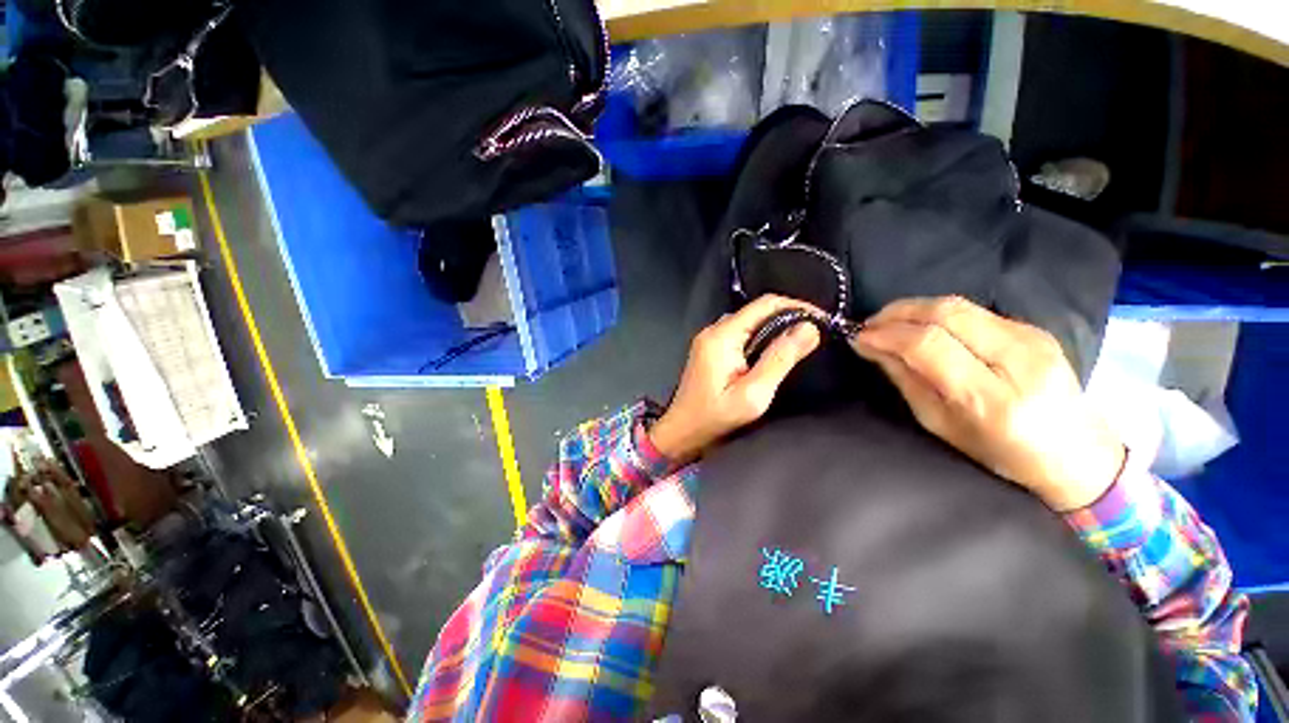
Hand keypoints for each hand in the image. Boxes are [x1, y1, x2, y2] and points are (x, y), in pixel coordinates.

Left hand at [650, 295, 822, 465]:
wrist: (682, 431)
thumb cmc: (714, 418)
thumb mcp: (753, 394)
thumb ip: (779, 359)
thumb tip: (808, 328)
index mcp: (722, 336)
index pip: (765, 304)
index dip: (797, 306)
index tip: (822, 319)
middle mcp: (714, 330)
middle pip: (757, 310)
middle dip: (789, 316)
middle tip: (816, 332)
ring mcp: (710, 339)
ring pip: (750, 321)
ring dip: (776, 326)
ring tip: (801, 341)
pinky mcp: (710, 349)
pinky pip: (741, 333)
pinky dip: (762, 336)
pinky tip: (774, 350)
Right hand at [850, 296, 1124, 510]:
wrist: (1078, 453)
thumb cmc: (1001, 453)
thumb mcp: (941, 424)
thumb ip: (906, 380)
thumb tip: (872, 347)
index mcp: (992, 398)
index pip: (930, 345)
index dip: (888, 335)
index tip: (859, 337)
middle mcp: (1018, 359)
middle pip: (947, 313)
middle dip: (898, 312)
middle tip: (869, 324)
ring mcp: (1032, 338)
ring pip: (959, 305)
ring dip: (914, 308)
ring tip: (888, 322)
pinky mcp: (1035, 328)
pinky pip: (973, 310)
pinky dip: (936, 313)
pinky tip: (921, 326)